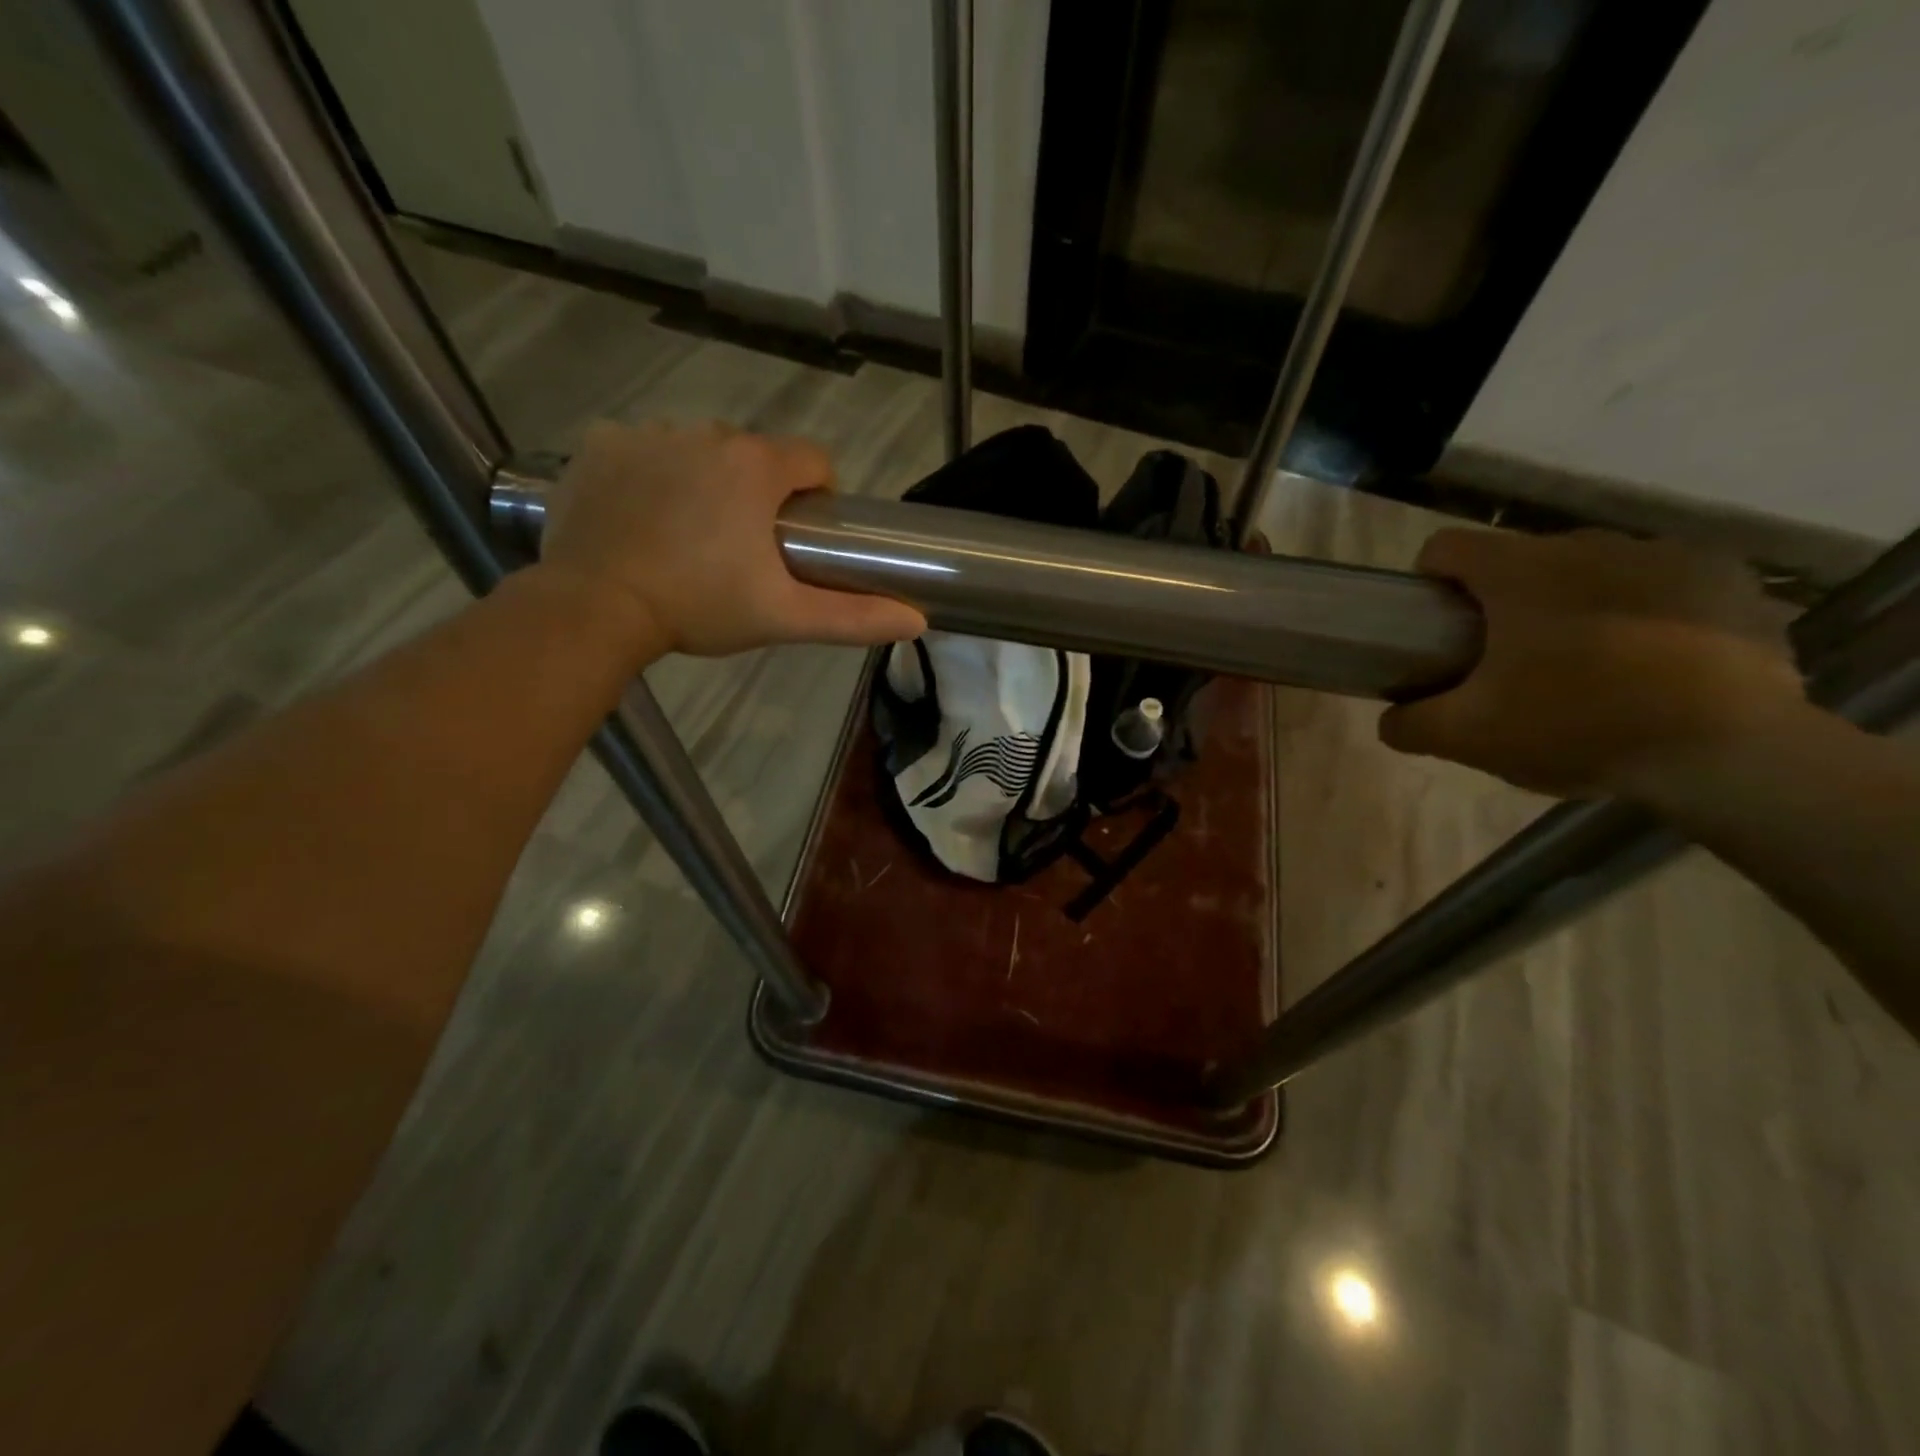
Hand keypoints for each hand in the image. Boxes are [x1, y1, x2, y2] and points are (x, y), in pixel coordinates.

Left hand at [537, 420, 925, 656]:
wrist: (596, 608)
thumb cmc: (700, 607)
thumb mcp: (784, 617)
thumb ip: (854, 617)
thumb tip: (918, 621)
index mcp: (756, 466)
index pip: (812, 460)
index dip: (816, 497)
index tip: (799, 538)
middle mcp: (705, 433)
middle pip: (753, 456)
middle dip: (757, 493)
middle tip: (740, 550)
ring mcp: (647, 433)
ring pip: (698, 450)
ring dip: (704, 482)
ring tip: (687, 537)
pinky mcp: (600, 443)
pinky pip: (642, 449)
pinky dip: (649, 475)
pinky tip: (641, 518)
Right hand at [1380, 528, 1804, 799]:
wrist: (1729, 751)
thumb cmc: (1578, 726)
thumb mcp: (1471, 738)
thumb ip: (1412, 724)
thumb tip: (1390, 720)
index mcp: (1519, 572)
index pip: (1447, 547)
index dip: (1429, 581)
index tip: (1437, 626)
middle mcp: (1588, 545)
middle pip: (1520, 560)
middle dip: (1505, 601)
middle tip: (1509, 661)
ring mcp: (1664, 555)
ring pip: (1591, 569)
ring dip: (1574, 603)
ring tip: (1586, 665)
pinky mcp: (1726, 578)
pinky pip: (1660, 583)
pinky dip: (1644, 611)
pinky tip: (1652, 662)